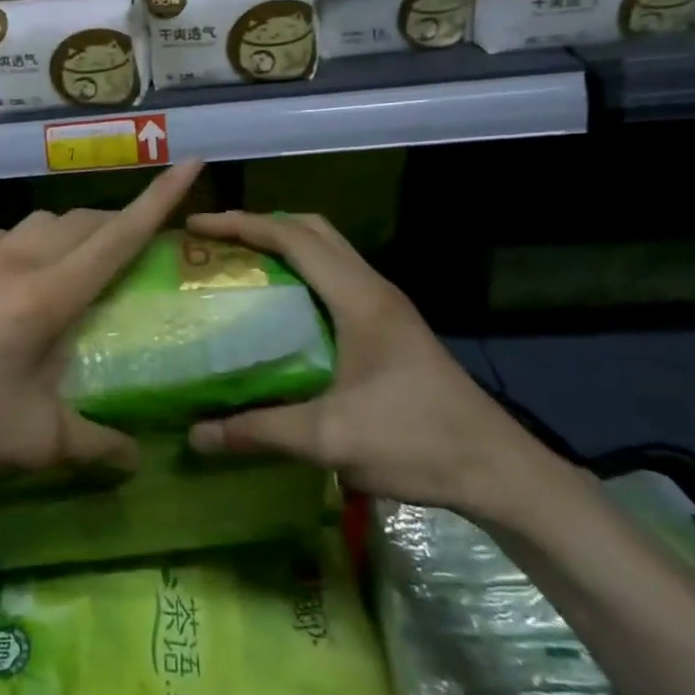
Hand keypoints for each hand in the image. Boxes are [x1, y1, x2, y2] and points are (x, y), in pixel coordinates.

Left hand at [0, 162, 205, 491]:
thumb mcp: (36, 442)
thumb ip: (95, 447)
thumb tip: (135, 460)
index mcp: (50, 294)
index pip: (119, 235)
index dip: (161, 198)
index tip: (192, 163)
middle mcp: (18, 260)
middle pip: (84, 221)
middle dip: (119, 221)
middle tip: (136, 246)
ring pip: (42, 222)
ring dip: (72, 231)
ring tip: (78, 263)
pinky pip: (3, 236)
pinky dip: (28, 242)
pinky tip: (16, 275)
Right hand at [184, 211, 555, 517]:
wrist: (498, 471)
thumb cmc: (416, 442)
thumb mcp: (330, 438)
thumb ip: (260, 431)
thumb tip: (196, 435)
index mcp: (359, 299)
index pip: (293, 238)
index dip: (242, 224)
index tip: (197, 226)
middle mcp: (373, 290)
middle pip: (313, 230)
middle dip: (261, 224)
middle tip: (217, 242)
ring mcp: (386, 307)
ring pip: (328, 252)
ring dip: (284, 246)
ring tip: (239, 265)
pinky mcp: (390, 328)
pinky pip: (336, 279)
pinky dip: (300, 273)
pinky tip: (278, 309)